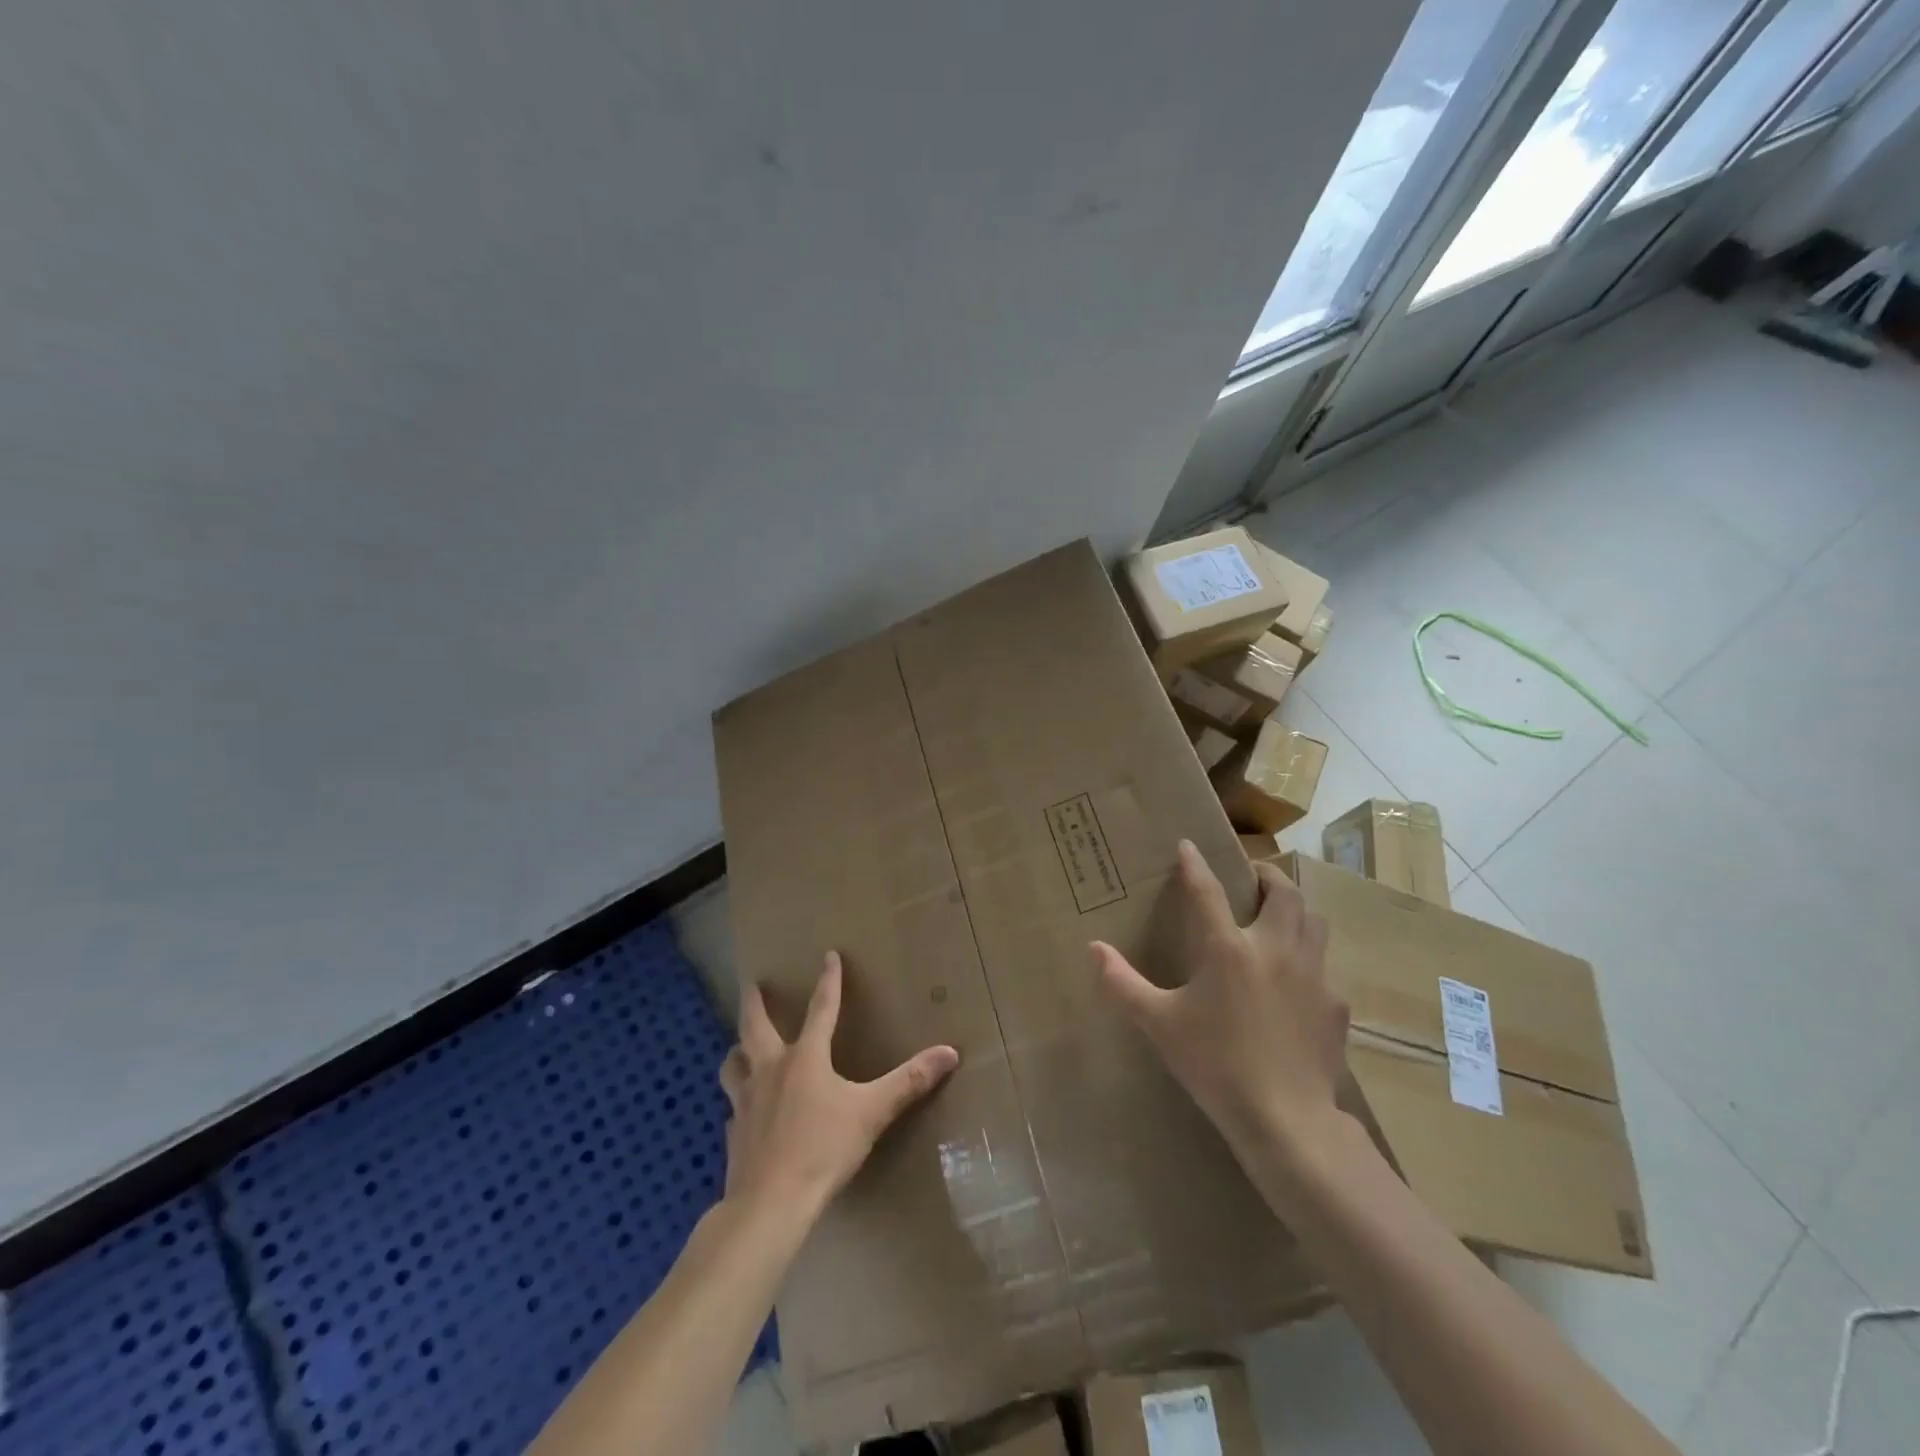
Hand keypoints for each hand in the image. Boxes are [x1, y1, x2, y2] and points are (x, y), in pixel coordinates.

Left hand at [719, 952, 959, 1224]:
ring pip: (734, 1064)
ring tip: (740, 1047)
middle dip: (755, 1002)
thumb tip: (950, 1052)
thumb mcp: (872, 1112)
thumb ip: (909, 1082)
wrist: (769, 1204)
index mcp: (805, 1058)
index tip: (828, 954)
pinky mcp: (733, 1133)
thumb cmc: (822, 1150)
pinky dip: (738, 1101)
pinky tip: (743, 1112)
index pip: (821, 1008)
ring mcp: (745, 1101)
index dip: (829, 980)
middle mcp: (770, 1069)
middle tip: (752, 984)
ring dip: (738, 1050)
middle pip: (755, 1026)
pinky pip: (733, 1108)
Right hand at [1092, 841, 1348, 1164]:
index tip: (1188, 844)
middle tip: (1251, 879)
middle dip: (1266, 876)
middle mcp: (1275, 948)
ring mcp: (1313, 974)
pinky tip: (1295, 985)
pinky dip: (1309, 962)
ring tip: (1278, 919)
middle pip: (1283, 891)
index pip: (1207, 890)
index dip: (1195, 863)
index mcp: (1228, 948)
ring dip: (1295, 911)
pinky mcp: (1336, 1005)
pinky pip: (1325, 968)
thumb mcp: (1159, 1024)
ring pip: (1313, 921)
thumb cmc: (1215, 1065)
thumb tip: (1092, 949)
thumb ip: (1123, 983)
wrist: (1286, 1119)